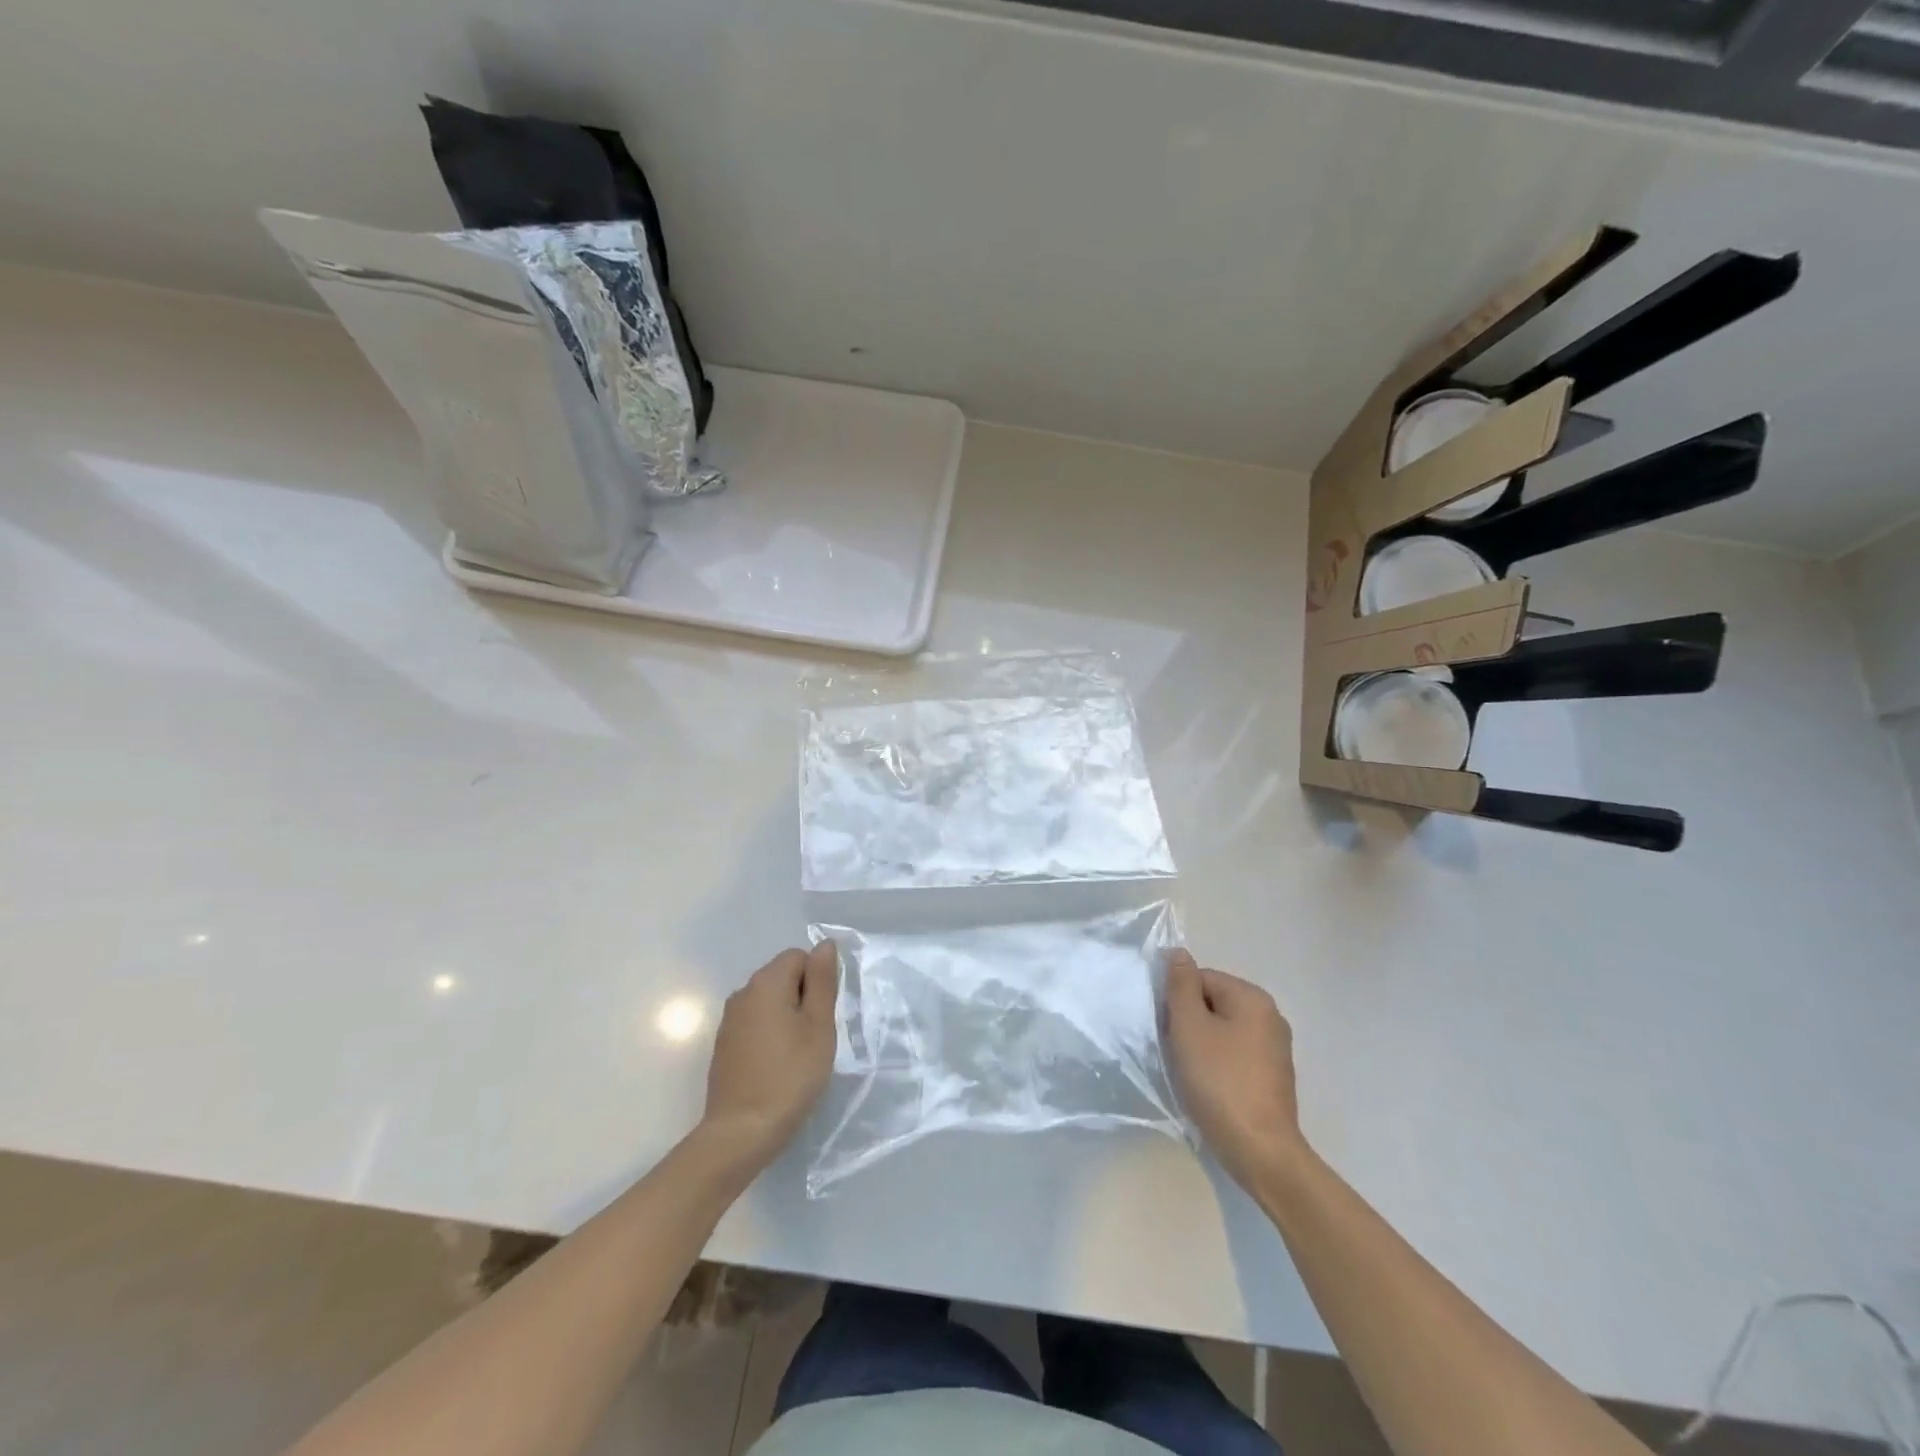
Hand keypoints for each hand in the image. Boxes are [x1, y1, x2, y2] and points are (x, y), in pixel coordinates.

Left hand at [701, 943, 838, 1169]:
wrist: (741, 1132)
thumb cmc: (790, 1075)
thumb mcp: (819, 1025)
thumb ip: (822, 981)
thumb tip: (824, 945)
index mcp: (766, 982)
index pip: (799, 957)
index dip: (818, 981)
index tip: (823, 1015)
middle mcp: (742, 993)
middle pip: (782, 977)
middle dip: (803, 997)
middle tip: (815, 1036)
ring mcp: (729, 1020)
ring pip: (769, 1002)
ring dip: (787, 1017)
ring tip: (798, 1053)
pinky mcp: (724, 1045)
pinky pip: (755, 1024)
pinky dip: (770, 1035)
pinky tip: (777, 1065)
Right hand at [1165, 949, 1309, 1191]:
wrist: (1260, 1151)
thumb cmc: (1219, 1081)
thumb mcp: (1189, 1026)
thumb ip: (1181, 985)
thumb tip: (1178, 953)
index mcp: (1252, 997)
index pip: (1200, 978)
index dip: (1177, 1001)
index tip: (1169, 1030)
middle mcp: (1270, 1015)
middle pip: (1213, 1003)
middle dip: (1190, 1022)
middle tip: (1177, 1052)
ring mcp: (1276, 1048)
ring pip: (1223, 1030)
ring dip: (1202, 1045)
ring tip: (1192, 1073)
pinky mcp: (1274, 1077)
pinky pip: (1236, 1055)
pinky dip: (1219, 1064)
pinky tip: (1210, 1087)